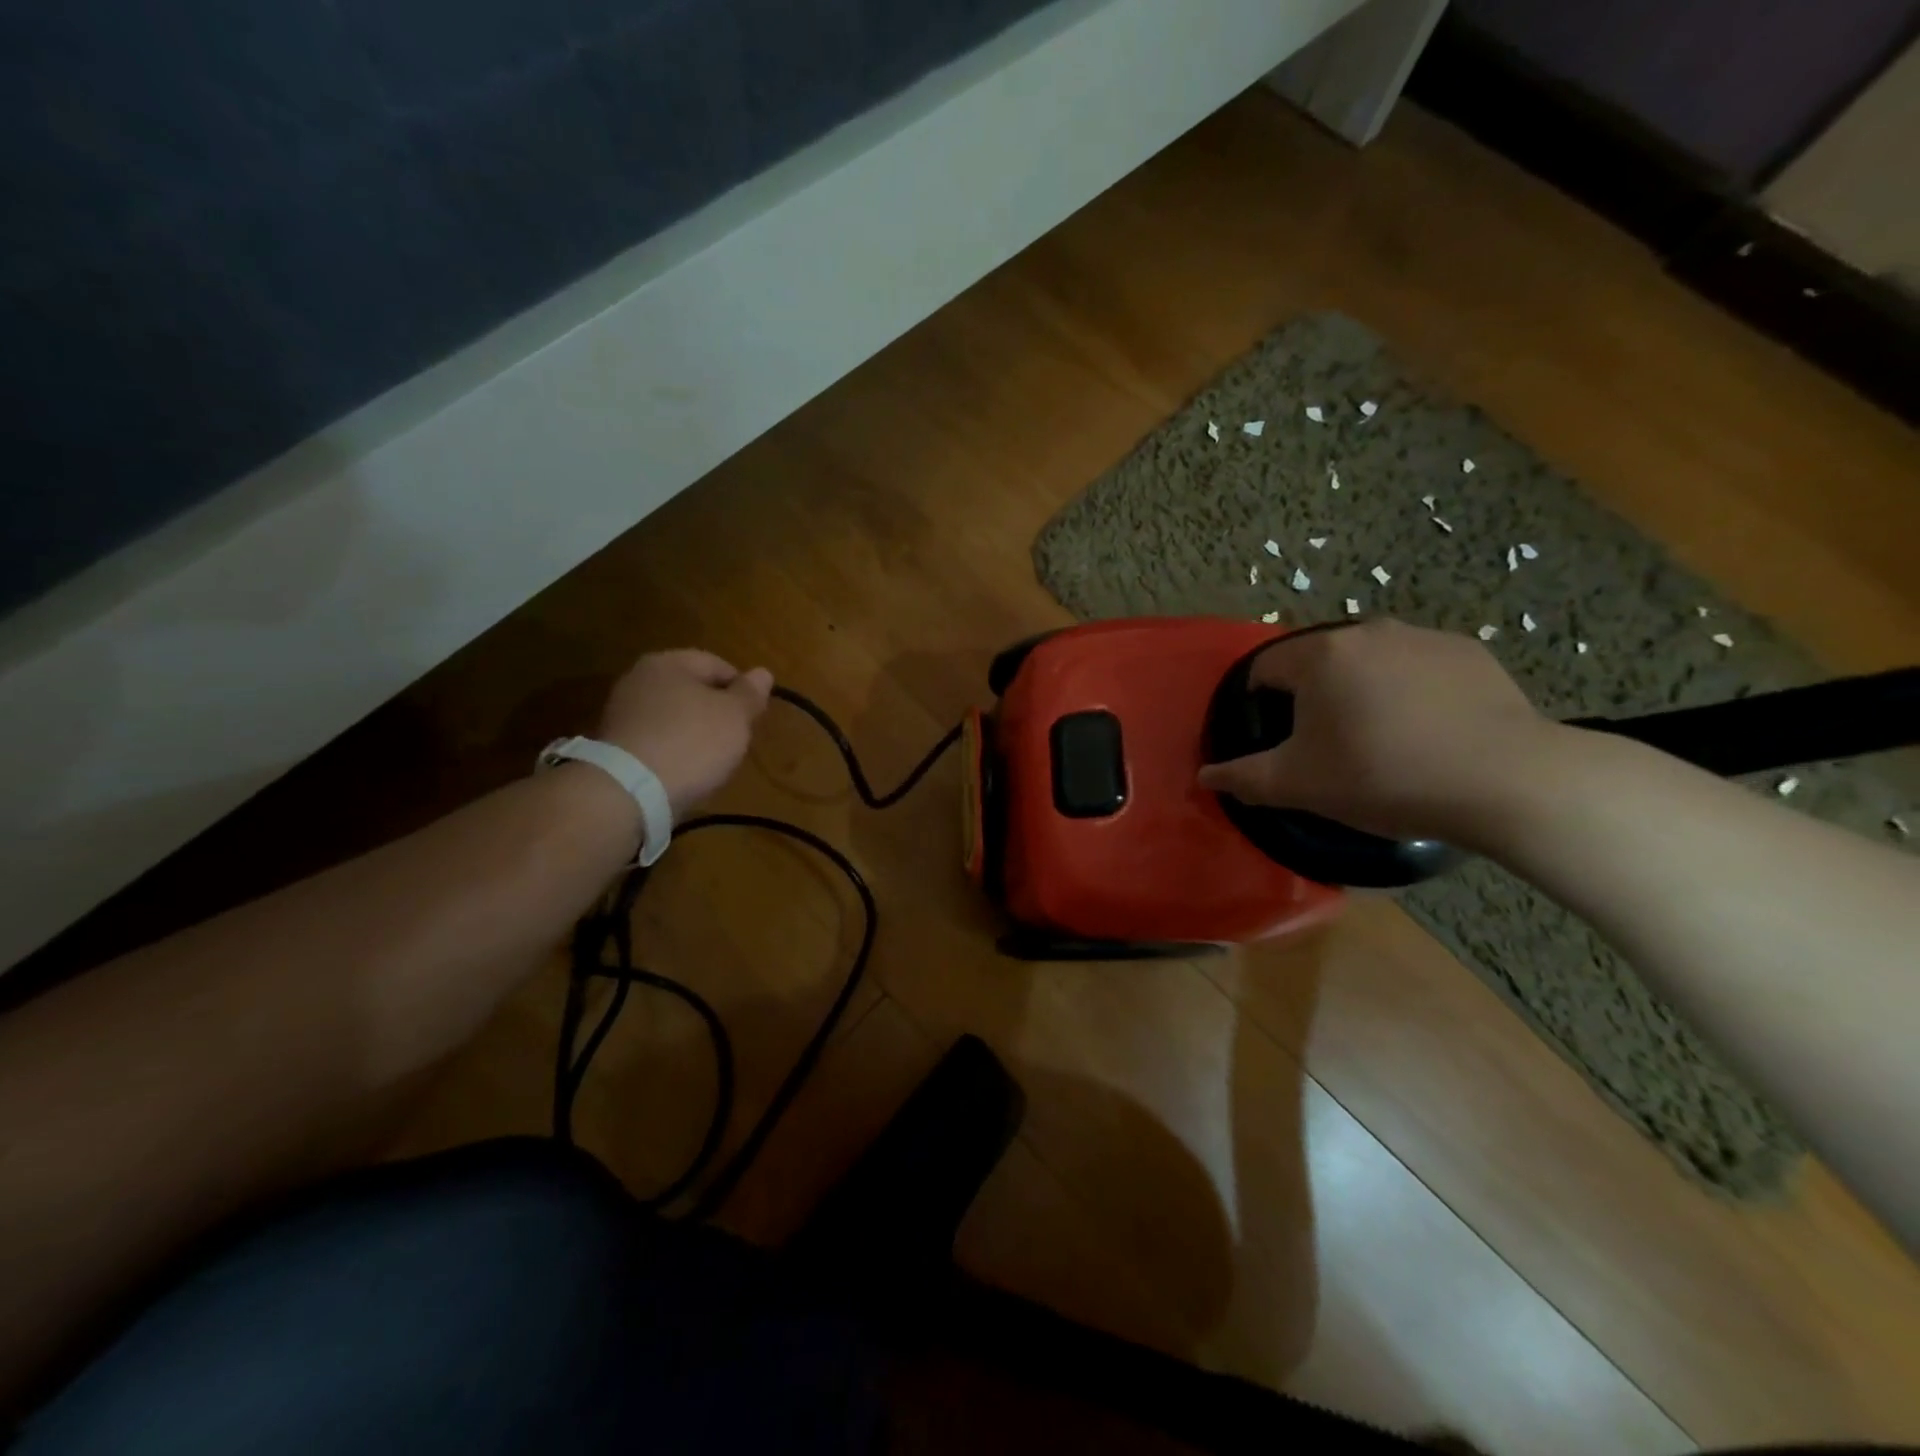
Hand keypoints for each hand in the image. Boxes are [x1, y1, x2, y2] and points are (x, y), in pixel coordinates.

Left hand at [597, 650, 774, 816]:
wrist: (630, 791)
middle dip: (717, 712)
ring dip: (695, 733)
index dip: (742, 688)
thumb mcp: (734, 715)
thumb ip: (750, 693)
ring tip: (712, 759)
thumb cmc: (692, 741)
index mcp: (668, 662)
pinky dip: (674, 750)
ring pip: (674, 716)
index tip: (754, 716)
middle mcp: (639, 679)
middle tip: (736, 739)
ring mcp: (622, 712)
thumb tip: (762, 672)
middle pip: (693, 690)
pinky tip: (685, 770)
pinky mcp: (615, 745)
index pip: (717, 664)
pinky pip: (657, 739)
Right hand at [1196, 619, 1563, 847]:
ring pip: (1369, 662)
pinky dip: (1411, 691)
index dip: (1262, 706)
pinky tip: (1429, 732)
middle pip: (1317, 662)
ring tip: (1384, 740)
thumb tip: (1205, 775)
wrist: (1503, 780)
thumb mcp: (1299, 785)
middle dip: (1314, 697)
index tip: (1284, 742)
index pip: (1265, 669)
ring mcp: (1423, 637)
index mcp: (1319, 656)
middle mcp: (1367, 631)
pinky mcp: (1469, 652)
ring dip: (1362, 691)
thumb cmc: (1382, 777)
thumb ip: (1243, 777)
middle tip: (1331, 746)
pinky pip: (1418, 667)